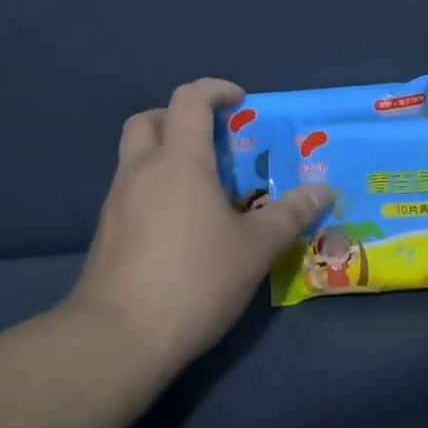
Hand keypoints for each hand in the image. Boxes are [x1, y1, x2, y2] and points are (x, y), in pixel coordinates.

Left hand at [67, 78, 332, 370]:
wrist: (118, 338)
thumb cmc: (195, 279)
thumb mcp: (255, 248)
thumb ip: (290, 214)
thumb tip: (322, 191)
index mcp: (179, 160)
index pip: (189, 99)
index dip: (215, 89)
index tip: (240, 101)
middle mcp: (141, 170)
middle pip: (150, 119)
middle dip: (180, 117)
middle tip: (212, 140)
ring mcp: (117, 201)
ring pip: (136, 156)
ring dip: (166, 154)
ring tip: (202, 188)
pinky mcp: (105, 232)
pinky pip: (130, 190)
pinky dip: (154, 188)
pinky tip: (179, 225)